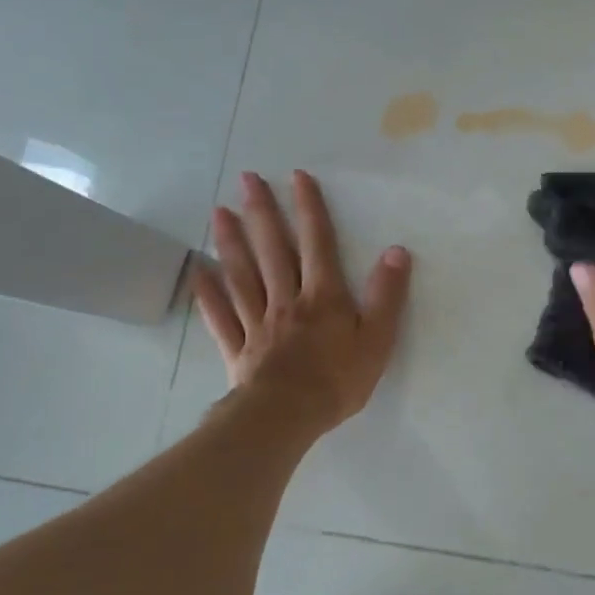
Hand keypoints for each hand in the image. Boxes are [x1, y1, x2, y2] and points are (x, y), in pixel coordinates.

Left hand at [191, 170, 412, 436]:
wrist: (287, 417)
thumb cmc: (337, 381)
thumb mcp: (377, 339)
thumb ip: (386, 295)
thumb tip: (396, 251)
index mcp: (322, 297)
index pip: (317, 243)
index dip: (309, 209)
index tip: (297, 176)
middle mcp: (286, 300)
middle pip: (272, 250)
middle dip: (262, 212)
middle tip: (246, 179)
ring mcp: (258, 323)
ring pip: (242, 275)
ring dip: (231, 242)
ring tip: (219, 212)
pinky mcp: (238, 348)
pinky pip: (220, 316)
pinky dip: (208, 293)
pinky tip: (197, 272)